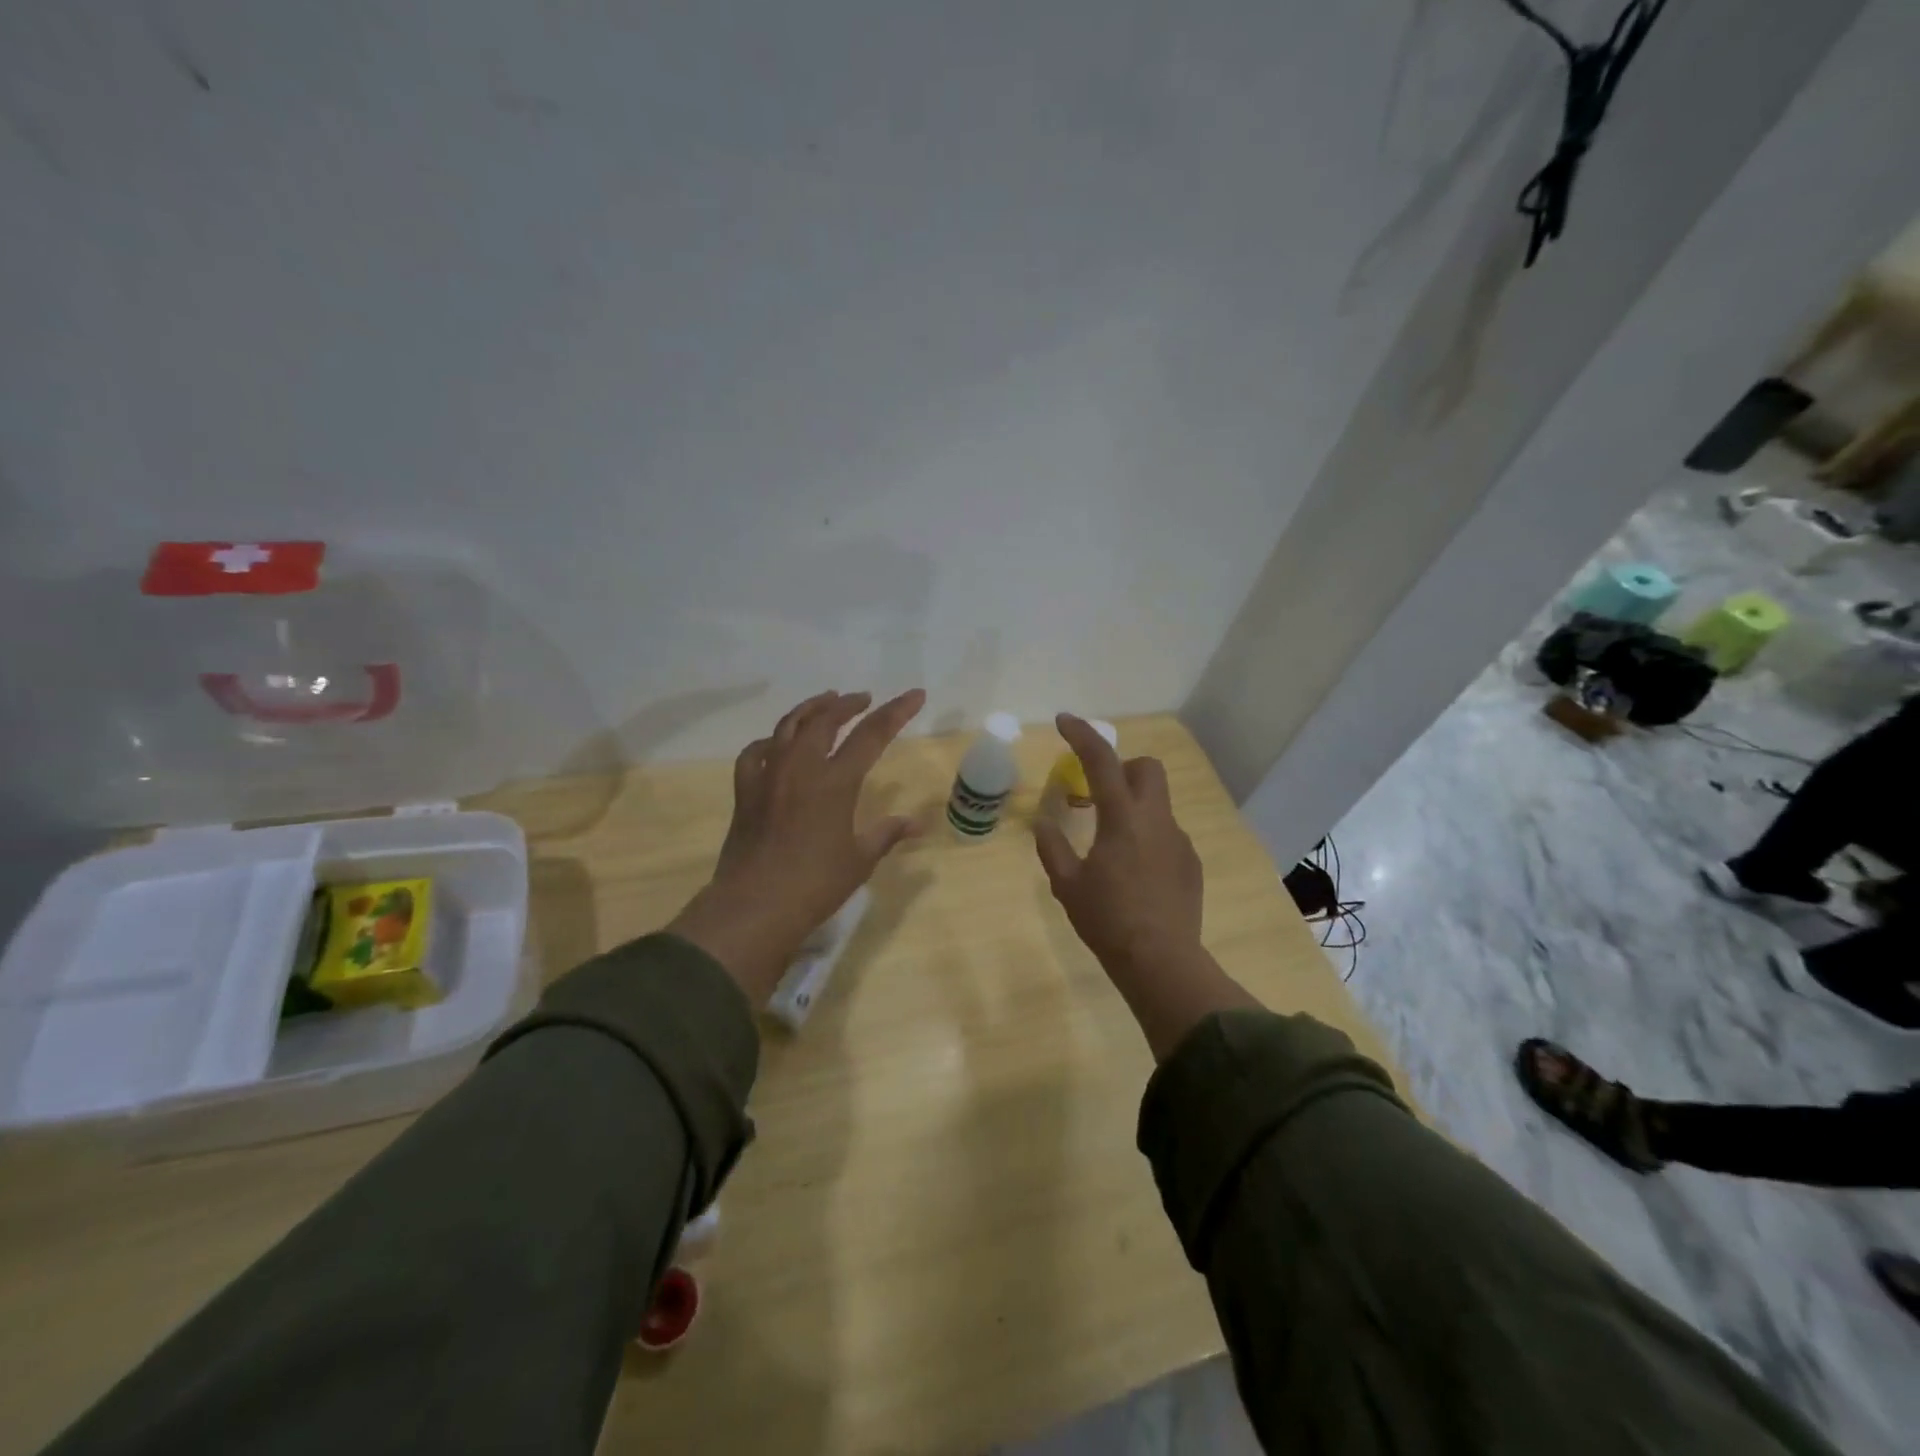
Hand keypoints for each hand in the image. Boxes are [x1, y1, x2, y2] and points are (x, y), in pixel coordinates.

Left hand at [668, 689, 924, 1001]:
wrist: (755, 906)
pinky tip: (777, 744)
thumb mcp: (860, 860)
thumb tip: (917, 824)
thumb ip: (887, 834)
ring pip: (788, 726)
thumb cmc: (815, 884)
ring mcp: (769, 776)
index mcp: (835, 781)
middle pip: (826, 719)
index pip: (872, 734)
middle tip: (864, 699)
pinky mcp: (746, 791)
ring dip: (811, 709)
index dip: (896, 711)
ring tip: (825, 702)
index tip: (915, 695)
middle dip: (848, 704)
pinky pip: (756, 753)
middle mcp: (801, 768)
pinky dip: (771, 741)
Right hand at [1034, 714, 1203, 973]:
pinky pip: (1167, 833)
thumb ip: (1052, 847)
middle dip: (1122, 768)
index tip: (1064, 721)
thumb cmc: (1107, 920)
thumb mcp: (1067, 884)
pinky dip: (1147, 836)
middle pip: (1147, 768)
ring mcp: (1178, 840)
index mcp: (1122, 818)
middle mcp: (1156, 820)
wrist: (1161, 961)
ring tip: (1112, 844)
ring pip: (1158, 802)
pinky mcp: (1191, 863)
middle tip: (1098, 794)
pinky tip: (1134, 872)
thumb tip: (1043, 822)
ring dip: (1134, 806)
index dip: (1081, 735)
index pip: (1101, 760)